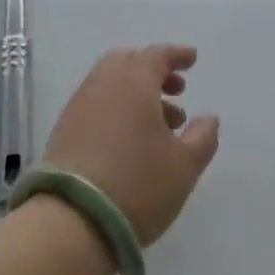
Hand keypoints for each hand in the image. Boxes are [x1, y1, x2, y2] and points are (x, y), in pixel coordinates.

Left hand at [41, 44, 220, 244]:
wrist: (71, 220)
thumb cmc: (137, 184)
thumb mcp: (183, 166)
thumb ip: (202, 137)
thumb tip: (209, 117)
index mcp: (133, 82)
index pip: (157, 55)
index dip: (177, 55)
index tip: (192, 59)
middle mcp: (103, 83)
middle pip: (129, 62)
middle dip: (154, 70)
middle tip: (176, 89)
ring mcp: (80, 105)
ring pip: (111, 83)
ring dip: (137, 92)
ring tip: (162, 122)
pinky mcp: (64, 129)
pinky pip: (97, 102)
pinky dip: (118, 106)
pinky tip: (132, 137)